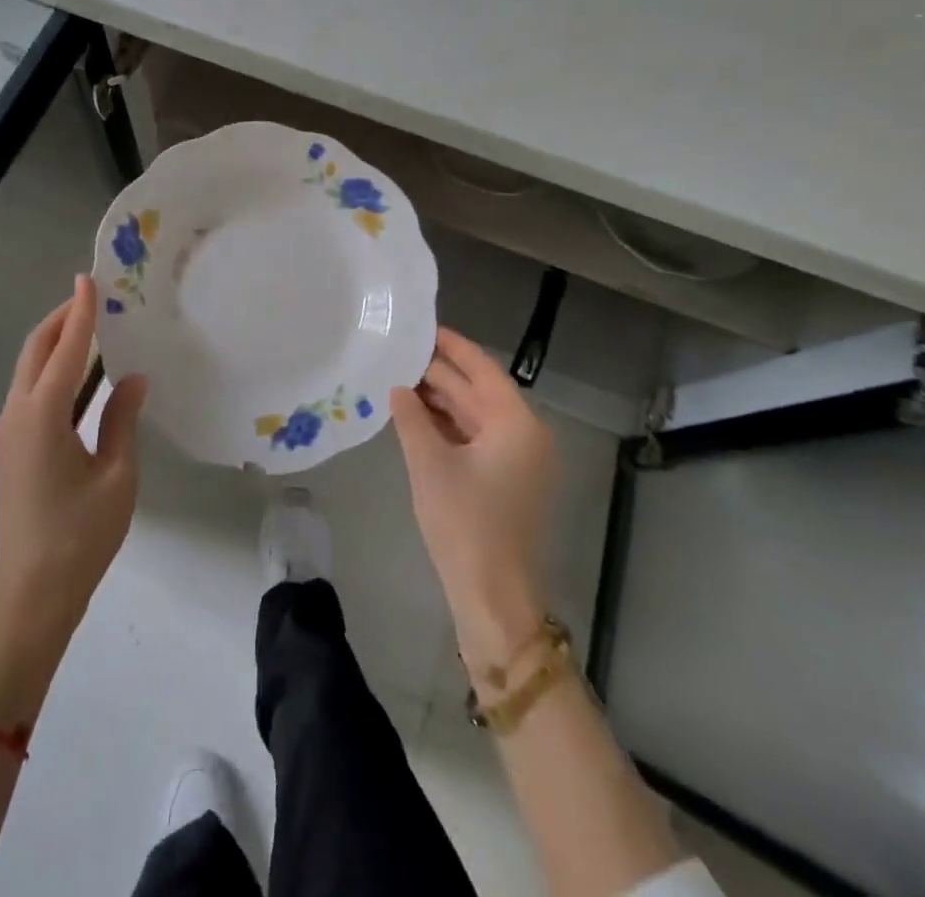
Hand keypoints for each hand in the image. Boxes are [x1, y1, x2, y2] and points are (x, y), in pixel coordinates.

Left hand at [0, 275, 146, 638]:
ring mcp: (8, 432)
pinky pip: (29, 393)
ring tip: (88, 328)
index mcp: (43, 414)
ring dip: (54, 344)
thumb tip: (134, 378)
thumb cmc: (80, 535)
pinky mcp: (10, 449)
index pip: (64, 349)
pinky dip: (51, 371)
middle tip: (91, 298)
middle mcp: (17, 414)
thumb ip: (122, 420)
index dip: (80, 312)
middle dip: (60, 320)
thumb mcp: (116, 475)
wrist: (31, 595)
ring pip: (28, 371)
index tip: (88, 279)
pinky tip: (78, 376)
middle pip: (35, 351)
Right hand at [389, 327, 558, 676]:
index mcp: (517, 425)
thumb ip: (412, 418)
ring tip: (401, 379)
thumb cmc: (465, 523)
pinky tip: (417, 417)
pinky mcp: (507, 483)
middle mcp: (525, 436)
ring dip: (443, 401)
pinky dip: (449, 427)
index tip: (425, 327)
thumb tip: (399, 388)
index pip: (483, 370)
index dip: (454, 347)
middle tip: (401, 352)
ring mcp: (519, 462)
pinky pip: (477, 440)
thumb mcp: (430, 464)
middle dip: (441, 374)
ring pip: (476, 417)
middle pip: (480, 392)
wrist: (494, 597)